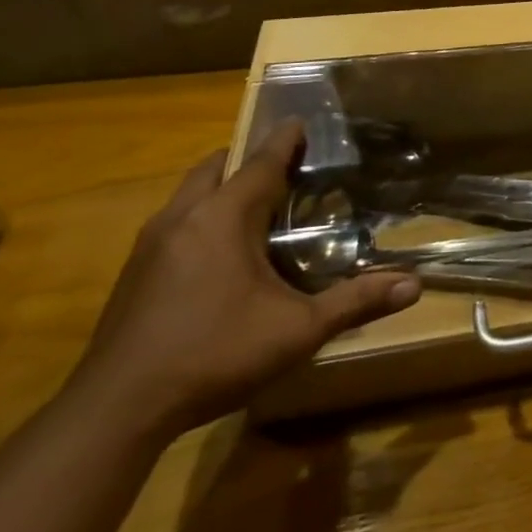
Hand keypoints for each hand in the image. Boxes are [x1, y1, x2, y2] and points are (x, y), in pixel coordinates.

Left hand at [68, 120, 421, 441]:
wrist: (116, 410)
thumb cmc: (213, 354)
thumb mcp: (297, 331)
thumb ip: (355, 302)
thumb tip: (415, 285)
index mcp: (222, 218)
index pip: (260, 161)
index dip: (285, 140)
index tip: (303, 122)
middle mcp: (182, 217)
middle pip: (217, 167)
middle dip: (249, 158)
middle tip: (286, 166)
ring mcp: (150, 244)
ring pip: (190, 194)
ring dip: (222, 187)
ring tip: (258, 204)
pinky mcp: (134, 272)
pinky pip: (175, 222)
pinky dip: (202, 216)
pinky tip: (220, 253)